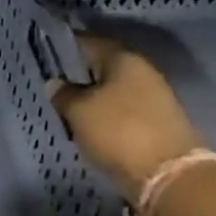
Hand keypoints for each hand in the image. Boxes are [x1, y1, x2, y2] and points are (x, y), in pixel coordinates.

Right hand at [51, 34, 203, 202]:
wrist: (168, 174)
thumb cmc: (118, 131)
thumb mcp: (79, 111)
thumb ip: (64, 94)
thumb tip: (55, 83)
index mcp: (123, 59)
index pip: (90, 41)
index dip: (67, 43)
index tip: (47, 48)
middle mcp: (142, 71)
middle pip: (105, 65)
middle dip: (81, 71)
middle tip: (55, 80)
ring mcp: (154, 96)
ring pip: (114, 88)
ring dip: (94, 94)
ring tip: (69, 105)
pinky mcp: (157, 121)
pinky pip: (124, 108)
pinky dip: (106, 112)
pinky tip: (91, 122)